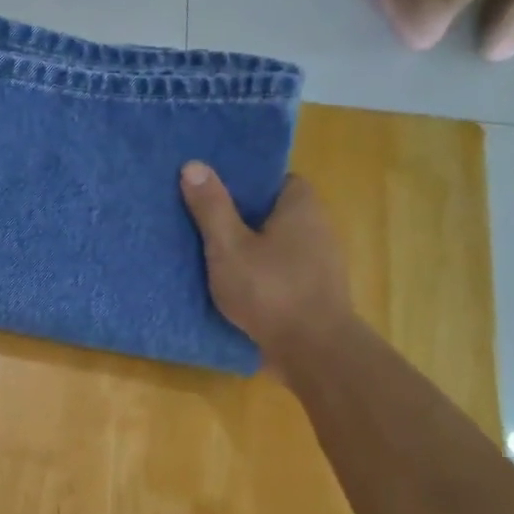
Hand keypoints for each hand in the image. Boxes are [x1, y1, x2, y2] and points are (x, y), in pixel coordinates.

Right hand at [180, 165, 353, 378]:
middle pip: (273, 212)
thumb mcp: (228, 247)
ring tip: (210, 257)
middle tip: (201, 225)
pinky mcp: (313, 290)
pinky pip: (281, 271)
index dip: (242, 185)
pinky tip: (233, 287)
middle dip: (241, 218)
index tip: (212, 194)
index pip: (272, 180)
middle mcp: (317, 226)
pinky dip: (260, 274)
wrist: (312, 349)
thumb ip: (211, 207)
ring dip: (250, 250)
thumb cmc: (269, 290)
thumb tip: (193, 165)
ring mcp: (319, 261)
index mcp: (301, 205)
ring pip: (277, 245)